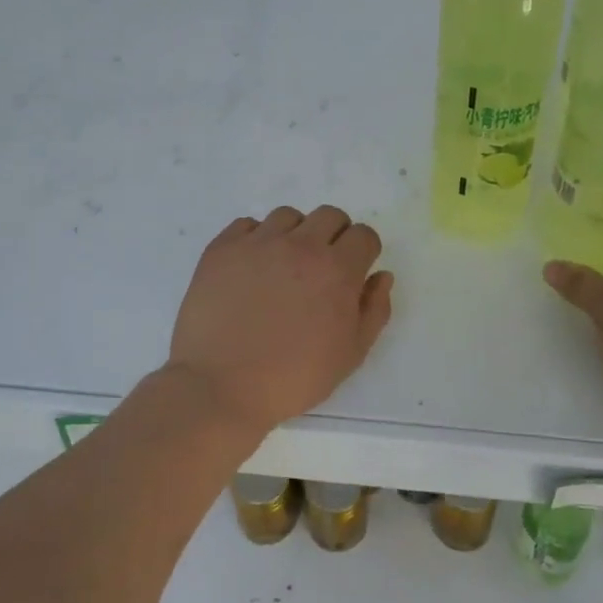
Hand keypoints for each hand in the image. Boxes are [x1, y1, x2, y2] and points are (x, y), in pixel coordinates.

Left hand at [168, 205, 393, 434]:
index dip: (363, 252)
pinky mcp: (222, 248)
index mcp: (337, 269)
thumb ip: (374, 310)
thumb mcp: (350, 354)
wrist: (221, 386)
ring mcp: (258, 242)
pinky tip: (251, 269)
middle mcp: (300, 245)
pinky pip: (246, 225)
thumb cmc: (293, 377)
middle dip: (334, 236)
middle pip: (329, 216)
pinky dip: (255, 239)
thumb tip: (381, 276)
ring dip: (294, 235)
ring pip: (288, 216)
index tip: (353, 272)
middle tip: (321, 269)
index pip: (363, 235)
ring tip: (282, 268)